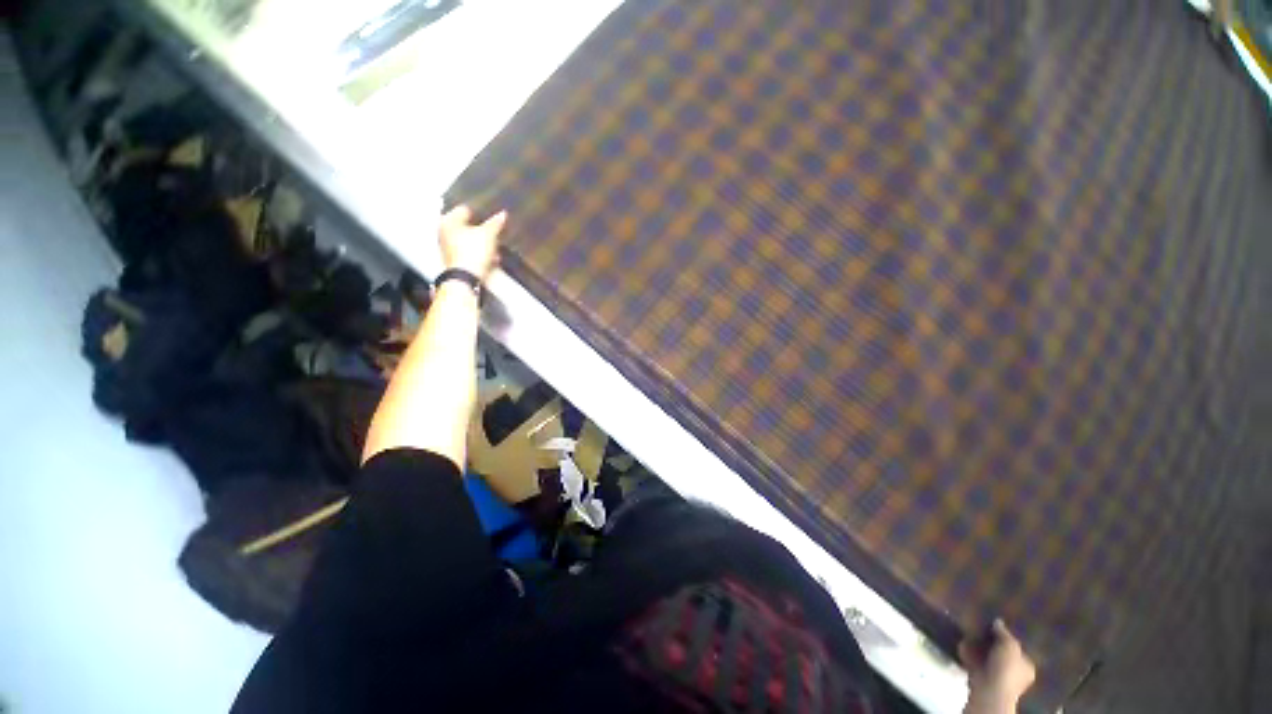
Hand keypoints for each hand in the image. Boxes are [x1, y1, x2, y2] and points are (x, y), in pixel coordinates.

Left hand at [439, 205, 506, 281]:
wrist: (466, 278)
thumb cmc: (471, 253)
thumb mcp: (488, 234)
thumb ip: (495, 223)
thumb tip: (502, 215)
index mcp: (448, 220)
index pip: (464, 209)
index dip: (479, 211)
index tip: (491, 213)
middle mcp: (444, 232)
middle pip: (466, 226)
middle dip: (481, 229)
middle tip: (494, 229)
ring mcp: (449, 248)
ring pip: (469, 240)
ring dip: (482, 242)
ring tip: (495, 245)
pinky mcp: (456, 261)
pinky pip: (470, 253)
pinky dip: (480, 253)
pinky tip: (491, 257)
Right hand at [959, 619, 1036, 712]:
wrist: (989, 689)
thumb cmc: (1006, 668)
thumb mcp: (1010, 645)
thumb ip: (1004, 633)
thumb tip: (998, 622)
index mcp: (1026, 666)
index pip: (1019, 650)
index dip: (1008, 638)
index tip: (996, 626)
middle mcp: (1014, 673)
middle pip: (1002, 653)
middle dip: (991, 642)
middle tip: (981, 627)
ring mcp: (996, 676)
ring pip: (986, 657)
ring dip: (978, 646)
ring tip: (969, 631)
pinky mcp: (980, 676)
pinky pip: (974, 660)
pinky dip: (968, 652)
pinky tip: (962, 641)